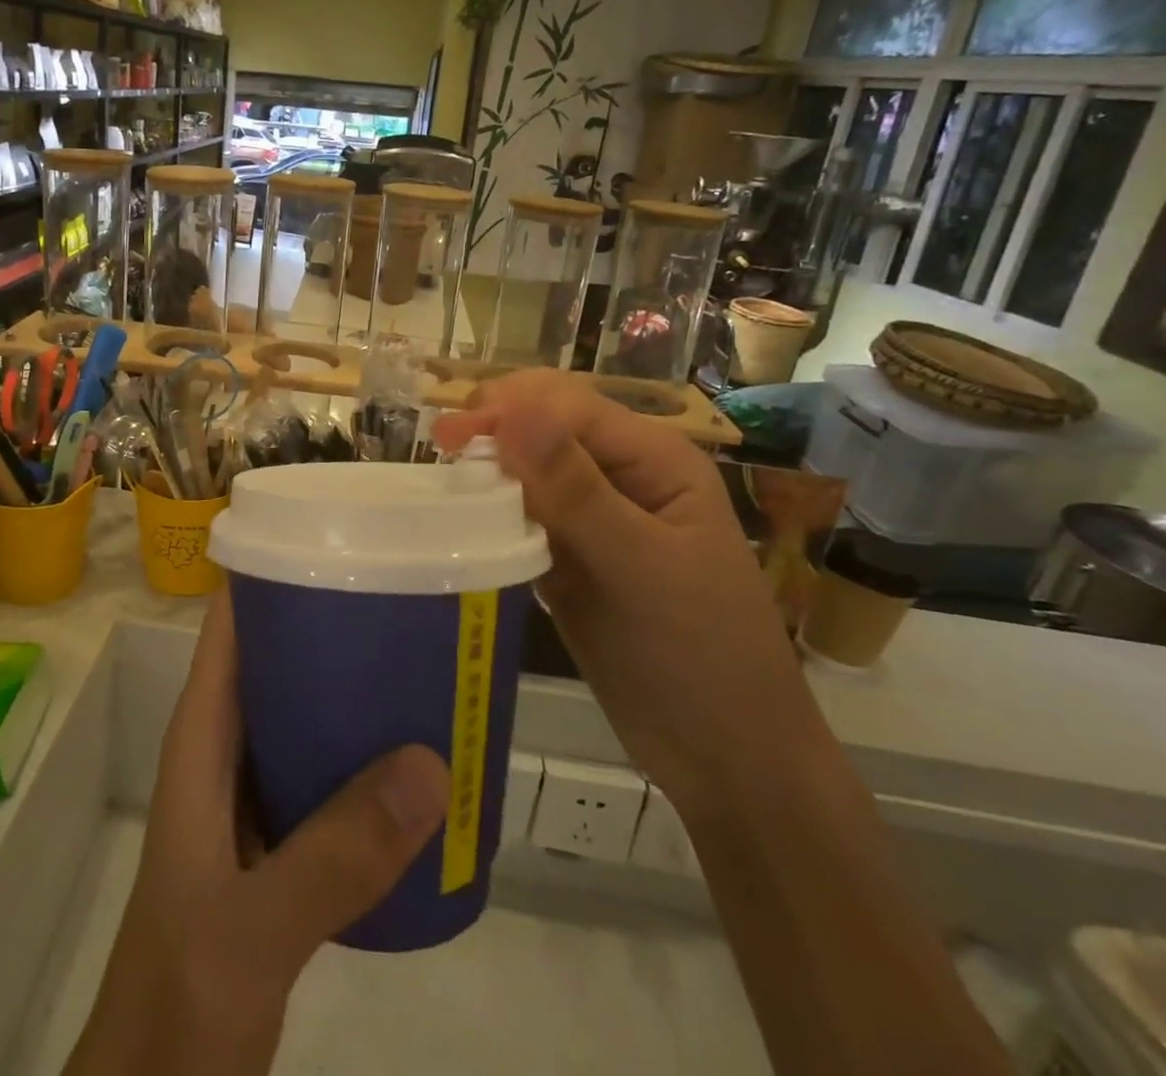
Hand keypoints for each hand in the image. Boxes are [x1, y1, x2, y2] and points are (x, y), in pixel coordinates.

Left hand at [67, 596, 449, 1075]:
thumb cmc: (178, 997)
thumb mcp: (249, 928)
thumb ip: (332, 856)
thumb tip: (430, 763)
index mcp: (203, 736)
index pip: (233, 623)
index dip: (276, 572)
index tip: (344, 540)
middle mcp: (228, 748)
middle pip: (280, 656)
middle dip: (338, 623)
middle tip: (414, 597)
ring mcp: (255, 794)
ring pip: (308, 712)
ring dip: (358, 687)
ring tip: (431, 660)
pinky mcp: (282, 839)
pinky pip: (329, 770)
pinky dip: (369, 754)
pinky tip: (423, 759)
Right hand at [434, 368, 821, 816]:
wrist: (725, 757)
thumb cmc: (699, 656)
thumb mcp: (639, 566)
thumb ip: (575, 488)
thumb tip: (511, 412)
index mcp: (655, 459)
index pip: (567, 407)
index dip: (507, 409)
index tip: (446, 435)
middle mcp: (623, 475)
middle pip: (544, 429)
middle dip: (493, 431)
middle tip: (441, 454)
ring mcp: (595, 518)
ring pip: (528, 472)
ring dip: (488, 474)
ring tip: (446, 491)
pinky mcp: (571, 557)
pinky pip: (523, 518)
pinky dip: (493, 516)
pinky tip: (467, 527)